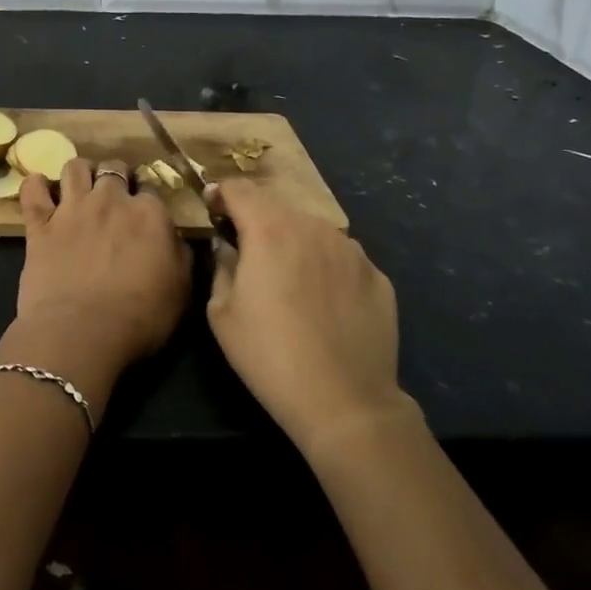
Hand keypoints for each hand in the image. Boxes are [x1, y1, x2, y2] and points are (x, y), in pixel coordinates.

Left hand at [13, 158, 189, 374]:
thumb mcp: (180, 291)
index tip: (145, 212)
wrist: (81, 333)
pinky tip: (40, 191)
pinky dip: (35, 186)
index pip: (150, 188)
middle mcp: (110, 200)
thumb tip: (172, 238)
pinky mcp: (39, 224)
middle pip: (114, 169)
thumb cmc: (140, 318)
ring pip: (74, 167)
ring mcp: (71, 209)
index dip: (147, 198)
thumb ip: (179, 255)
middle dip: (115, 177)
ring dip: (79, 174)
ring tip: (79, 189)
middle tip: (113, 197)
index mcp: (149, 213)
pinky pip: (32, 190)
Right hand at [206, 180, 414, 460]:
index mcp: (269, 229)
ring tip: (288, 278)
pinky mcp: (377, 275)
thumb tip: (228, 247)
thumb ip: (222, 266)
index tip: (213, 210)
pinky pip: (341, 258)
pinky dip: (325, 266)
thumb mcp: (221, 313)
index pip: (239, 188)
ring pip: (312, 230)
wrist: (345, 401)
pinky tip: (323, 301)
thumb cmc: (269, 355)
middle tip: (247, 249)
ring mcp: (351, 250)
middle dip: (256, 219)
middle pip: (277, 206)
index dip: (221, 194)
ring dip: (293, 241)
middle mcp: (313, 226)